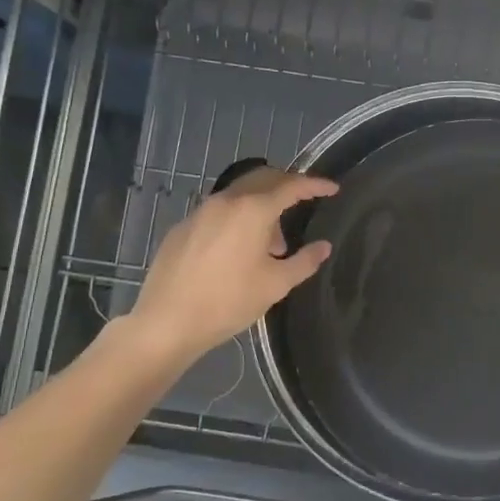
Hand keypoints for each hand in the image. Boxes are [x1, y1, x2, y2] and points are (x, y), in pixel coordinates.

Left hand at [129, 166, 337, 360]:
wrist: (167, 321)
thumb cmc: (228, 301)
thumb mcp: (275, 284)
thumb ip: (304, 261)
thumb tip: (324, 246)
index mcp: (253, 210)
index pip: (292, 186)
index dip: (315, 185)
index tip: (332, 188)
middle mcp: (226, 201)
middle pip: (263, 179)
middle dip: (287, 187)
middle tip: (304, 203)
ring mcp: (200, 212)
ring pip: (239, 195)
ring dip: (261, 206)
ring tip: (271, 243)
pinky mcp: (183, 227)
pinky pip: (219, 211)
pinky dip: (238, 218)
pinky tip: (238, 250)